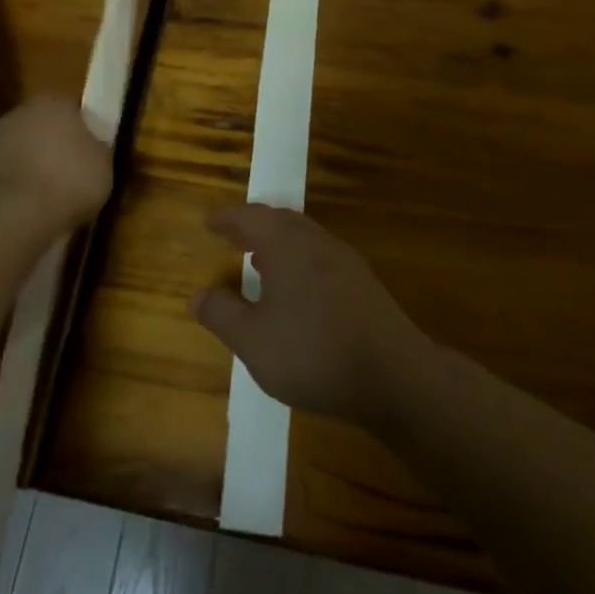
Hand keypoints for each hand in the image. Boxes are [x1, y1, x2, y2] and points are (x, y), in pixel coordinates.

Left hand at [0, 95, 111, 229]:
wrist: (16, 213)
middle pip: (40, 126)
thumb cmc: (70, 180)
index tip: (88, 152)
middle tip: (66, 173)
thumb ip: (97, 150)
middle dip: (51, 145)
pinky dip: (7, 185)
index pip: (71, 109)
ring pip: (17, 148)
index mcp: (54, 103)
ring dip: (26, 163)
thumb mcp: (104, 165)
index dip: (81, 130)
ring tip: (42, 195)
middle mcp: (19, 112)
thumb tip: (93, 148)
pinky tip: (19, 207)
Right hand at [193, 205, 428, 426]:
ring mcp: (346, 261)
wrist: (396, 377)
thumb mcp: (253, 341)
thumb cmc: (314, 353)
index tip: (209, 222)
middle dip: (254, 225)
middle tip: (233, 236)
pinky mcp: (364, 284)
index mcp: (287, 244)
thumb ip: (222, 315)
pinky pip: (321, 257)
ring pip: (304, 238)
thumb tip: (198, 296)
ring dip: (278, 243)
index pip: (250, 217)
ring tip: (259, 261)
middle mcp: (317, 241)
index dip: (227, 218)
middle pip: (281, 220)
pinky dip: (299, 260)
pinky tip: (296, 291)